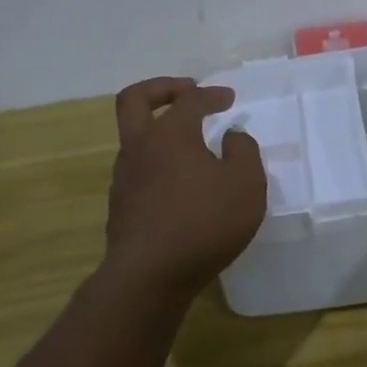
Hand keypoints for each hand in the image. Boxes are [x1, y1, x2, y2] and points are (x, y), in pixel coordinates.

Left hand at [105, 78, 266, 294]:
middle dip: (161, 89)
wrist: (149, 276)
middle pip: (135, 100)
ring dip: (160, 131)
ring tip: (191, 147)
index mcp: (170, 134)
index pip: (190, 100)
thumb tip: (232, 137)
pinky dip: (158, 164)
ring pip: (135, 139)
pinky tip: (181, 185)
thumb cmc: (204, 223)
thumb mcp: (246, 184)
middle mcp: (140, 148)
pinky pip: (138, 171)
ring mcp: (124, 178)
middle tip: (186, 93)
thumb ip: (244, 152)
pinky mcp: (121, 207)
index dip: (212, 94)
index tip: (229, 99)